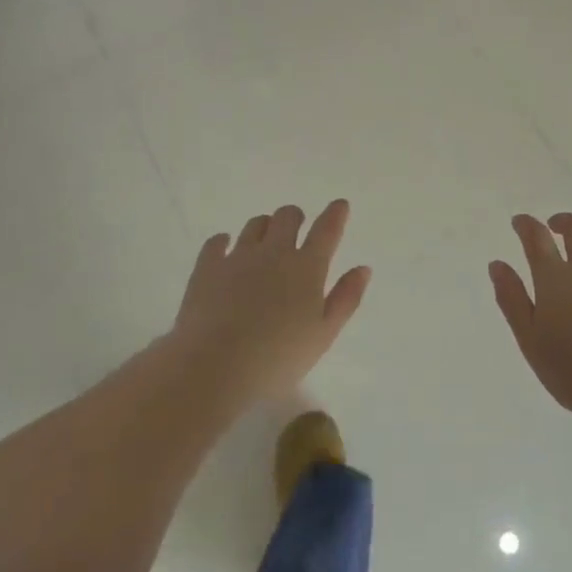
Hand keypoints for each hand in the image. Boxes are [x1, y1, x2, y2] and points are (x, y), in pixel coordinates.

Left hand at [171, 201, 370, 402]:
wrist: (214, 366)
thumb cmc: (277, 358)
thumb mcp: (323, 334)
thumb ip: (346, 298)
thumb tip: (363, 269)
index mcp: (307, 267)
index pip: (326, 230)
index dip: (335, 214)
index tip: (339, 205)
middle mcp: (274, 252)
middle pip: (287, 216)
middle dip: (295, 217)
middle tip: (296, 229)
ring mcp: (238, 256)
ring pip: (255, 225)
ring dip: (264, 227)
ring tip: (264, 241)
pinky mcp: (207, 267)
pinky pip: (216, 242)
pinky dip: (223, 241)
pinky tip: (224, 247)